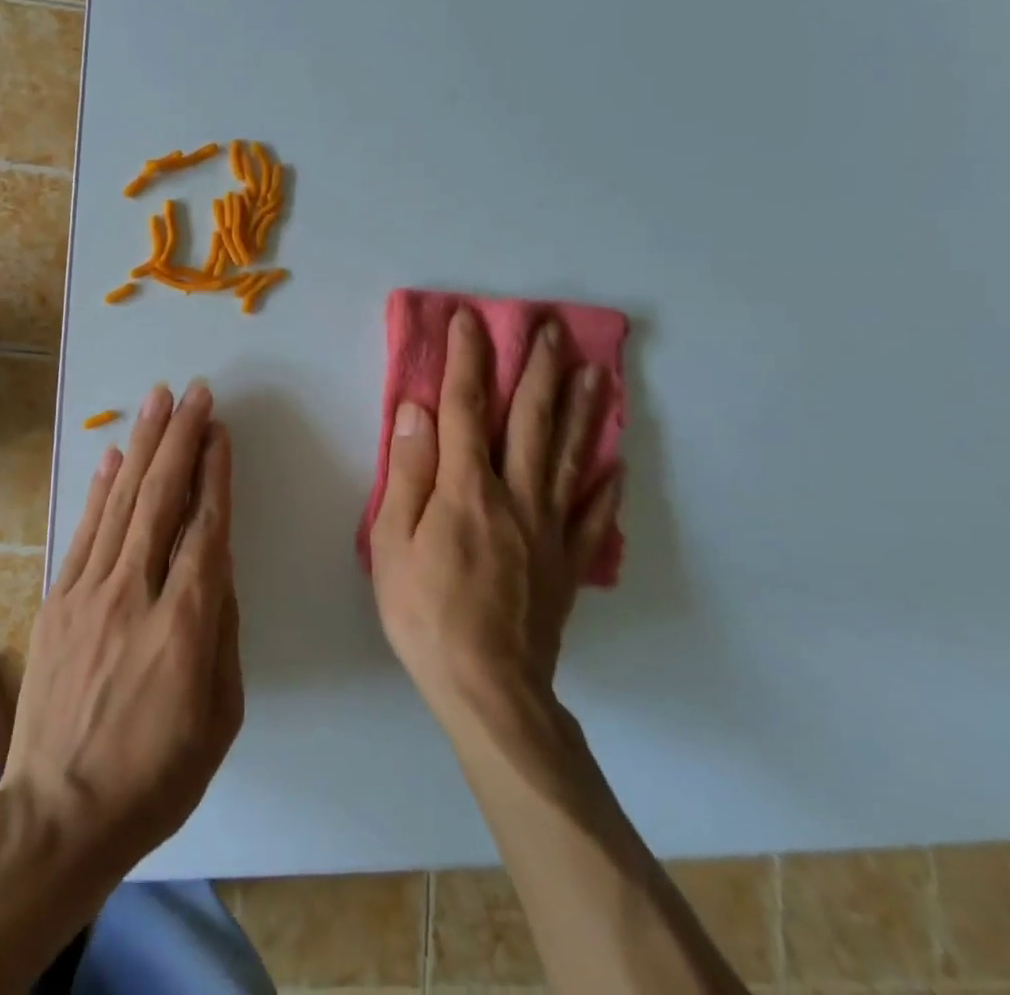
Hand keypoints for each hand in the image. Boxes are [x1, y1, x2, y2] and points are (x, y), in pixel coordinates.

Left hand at [1, 381, 242, 876]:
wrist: (57, 816)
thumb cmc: (155, 775)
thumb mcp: (219, 715)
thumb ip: (222, 629)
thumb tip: (217, 563)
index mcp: (185, 623)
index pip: (205, 527)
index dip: (214, 472)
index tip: (219, 430)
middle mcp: (135, 592)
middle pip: (162, 497)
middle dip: (180, 437)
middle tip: (193, 392)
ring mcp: (88, 592)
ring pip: (121, 501)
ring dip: (142, 445)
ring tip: (157, 401)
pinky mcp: (57, 600)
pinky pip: (83, 531)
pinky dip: (99, 489)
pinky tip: (113, 456)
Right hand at [370, 308, 619, 712]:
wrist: (488, 689)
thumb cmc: (426, 612)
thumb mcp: (393, 543)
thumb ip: (408, 473)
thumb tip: (416, 411)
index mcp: (467, 488)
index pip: (464, 408)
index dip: (466, 360)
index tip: (470, 320)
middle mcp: (515, 495)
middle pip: (530, 420)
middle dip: (538, 370)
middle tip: (552, 330)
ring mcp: (549, 528)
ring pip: (569, 456)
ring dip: (581, 409)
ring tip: (595, 373)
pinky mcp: (568, 561)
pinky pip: (593, 514)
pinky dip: (605, 485)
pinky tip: (617, 463)